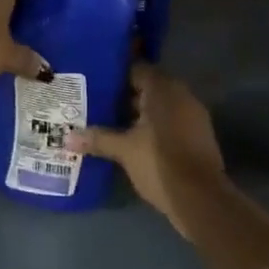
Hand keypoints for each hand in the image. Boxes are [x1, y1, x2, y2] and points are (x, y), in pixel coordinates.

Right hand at [76, 64, 226, 237]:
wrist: (201, 198)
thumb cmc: (159, 163)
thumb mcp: (124, 150)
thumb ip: (98, 139)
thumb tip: (67, 138)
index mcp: (163, 88)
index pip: (137, 69)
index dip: (116, 75)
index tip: (95, 81)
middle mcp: (180, 94)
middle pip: (148, 87)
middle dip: (125, 95)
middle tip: (97, 102)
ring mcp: (192, 114)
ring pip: (159, 106)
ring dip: (139, 113)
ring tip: (111, 121)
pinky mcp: (197, 134)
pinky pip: (170, 120)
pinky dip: (153, 126)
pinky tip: (134, 139)